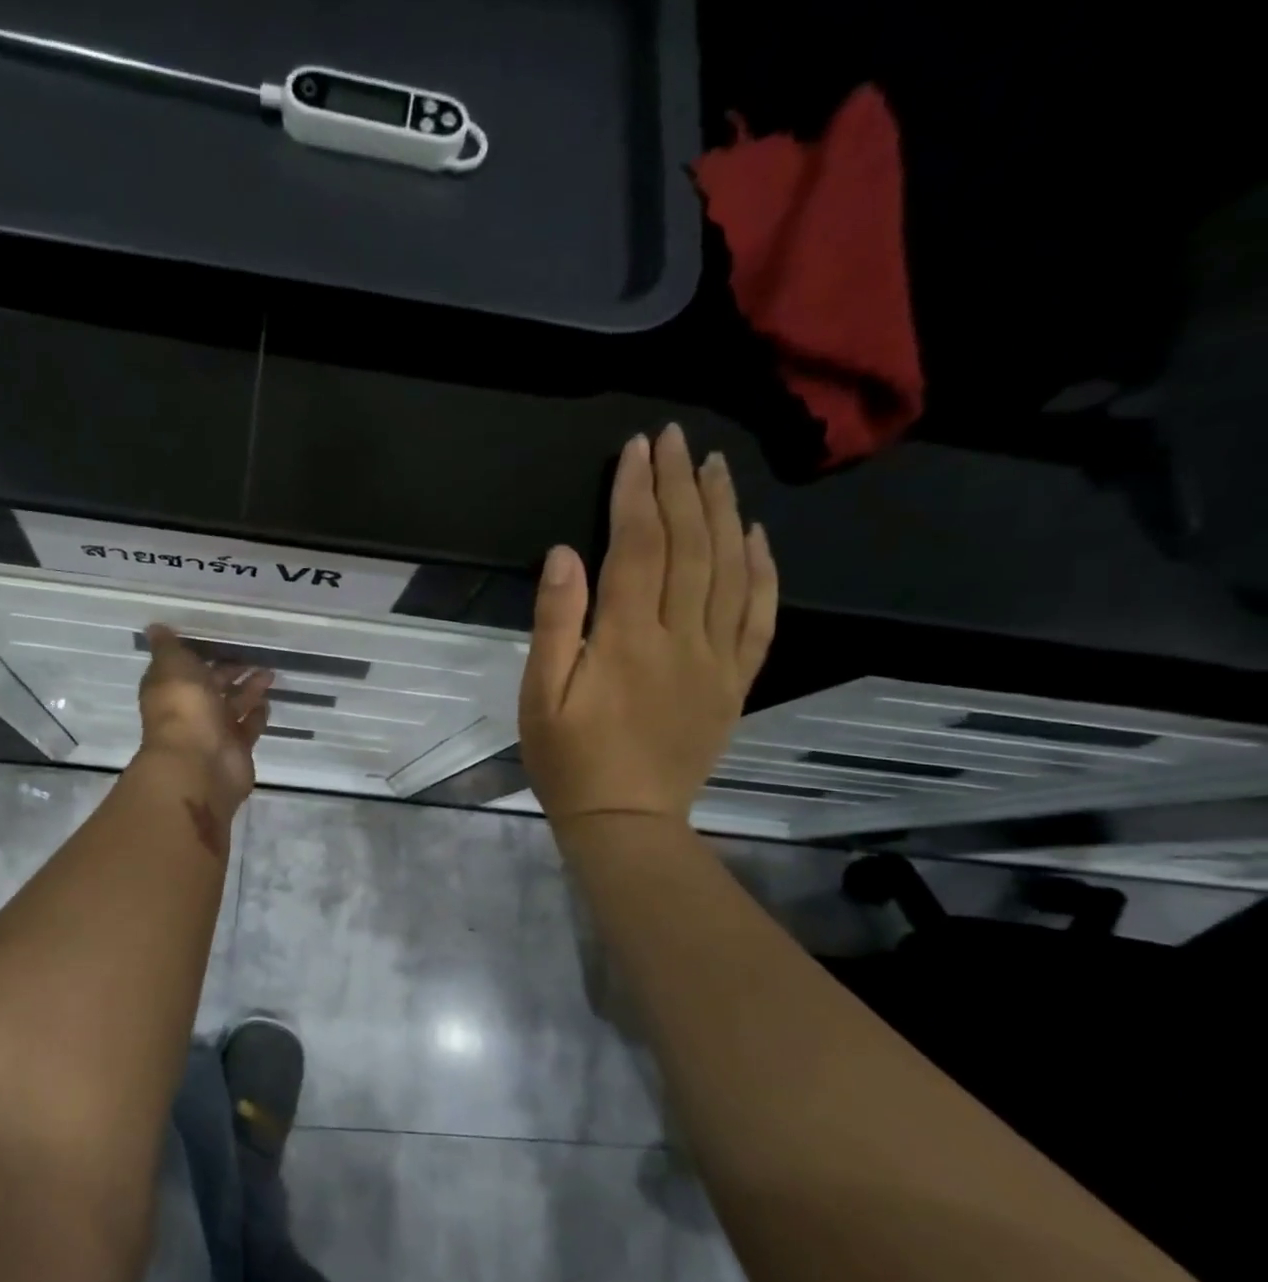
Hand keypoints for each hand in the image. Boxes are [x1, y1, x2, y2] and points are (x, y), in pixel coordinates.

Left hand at [136, 624, 273, 809]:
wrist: (200, 763)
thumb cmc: (184, 708)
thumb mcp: (172, 666)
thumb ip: (168, 647)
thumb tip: (154, 627)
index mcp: (170, 689)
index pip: (182, 667)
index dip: (198, 654)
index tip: (218, 638)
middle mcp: (190, 710)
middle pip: (211, 686)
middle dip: (229, 670)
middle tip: (253, 653)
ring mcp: (214, 731)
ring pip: (232, 704)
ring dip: (249, 689)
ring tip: (269, 672)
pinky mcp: (237, 748)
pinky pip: (248, 727)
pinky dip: (257, 714)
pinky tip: (268, 701)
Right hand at [520, 423, 777, 824]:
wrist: (626, 820)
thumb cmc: (569, 761)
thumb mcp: (539, 697)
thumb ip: (554, 624)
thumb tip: (564, 554)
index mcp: (626, 640)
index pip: (637, 547)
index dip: (636, 493)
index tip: (637, 449)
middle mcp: (680, 638)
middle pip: (688, 546)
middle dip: (679, 487)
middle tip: (675, 440)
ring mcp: (716, 659)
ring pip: (729, 570)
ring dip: (723, 512)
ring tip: (714, 468)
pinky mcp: (735, 681)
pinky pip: (759, 617)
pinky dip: (762, 571)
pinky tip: (757, 536)